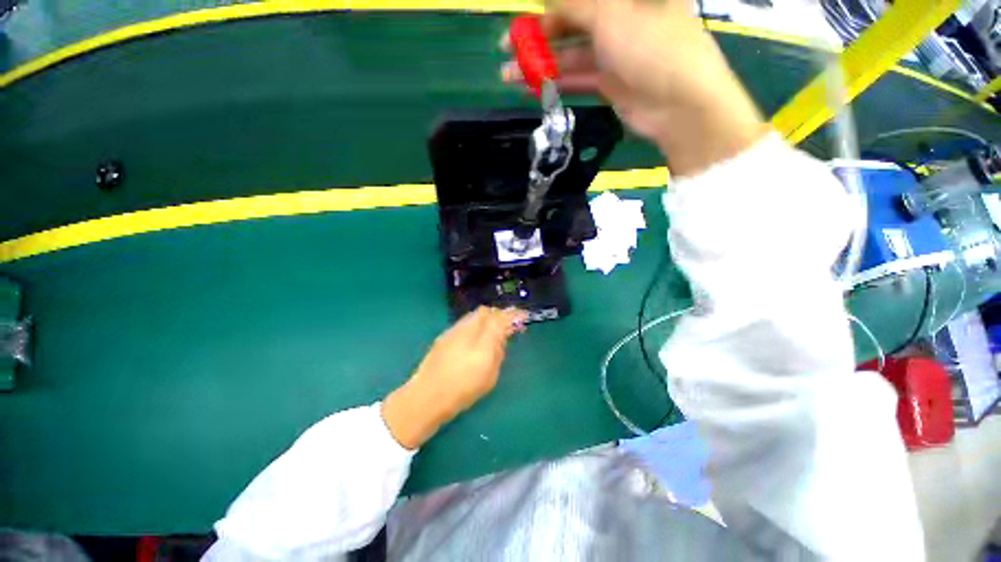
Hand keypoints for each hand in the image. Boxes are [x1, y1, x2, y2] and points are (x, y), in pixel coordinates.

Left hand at [382, 307, 527, 449]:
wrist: (426, 397)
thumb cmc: (462, 391)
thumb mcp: (489, 376)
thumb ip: (498, 352)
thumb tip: (502, 337)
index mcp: (482, 344)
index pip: (500, 319)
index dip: (513, 315)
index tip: (523, 316)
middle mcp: (467, 331)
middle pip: (486, 311)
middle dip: (499, 314)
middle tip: (506, 324)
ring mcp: (453, 331)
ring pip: (474, 315)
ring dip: (487, 318)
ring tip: (491, 330)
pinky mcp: (444, 335)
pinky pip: (465, 322)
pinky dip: (475, 324)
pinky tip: (475, 337)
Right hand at [502, 0, 768, 176]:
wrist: (679, 105)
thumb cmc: (652, 47)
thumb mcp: (612, 14)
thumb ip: (575, 5)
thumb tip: (547, 1)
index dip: (551, 6)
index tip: (523, 17)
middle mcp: (623, 19)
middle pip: (574, 23)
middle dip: (539, 36)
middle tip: (509, 48)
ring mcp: (617, 54)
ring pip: (572, 54)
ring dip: (542, 64)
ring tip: (511, 75)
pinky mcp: (611, 83)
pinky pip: (579, 78)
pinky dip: (557, 82)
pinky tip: (533, 87)